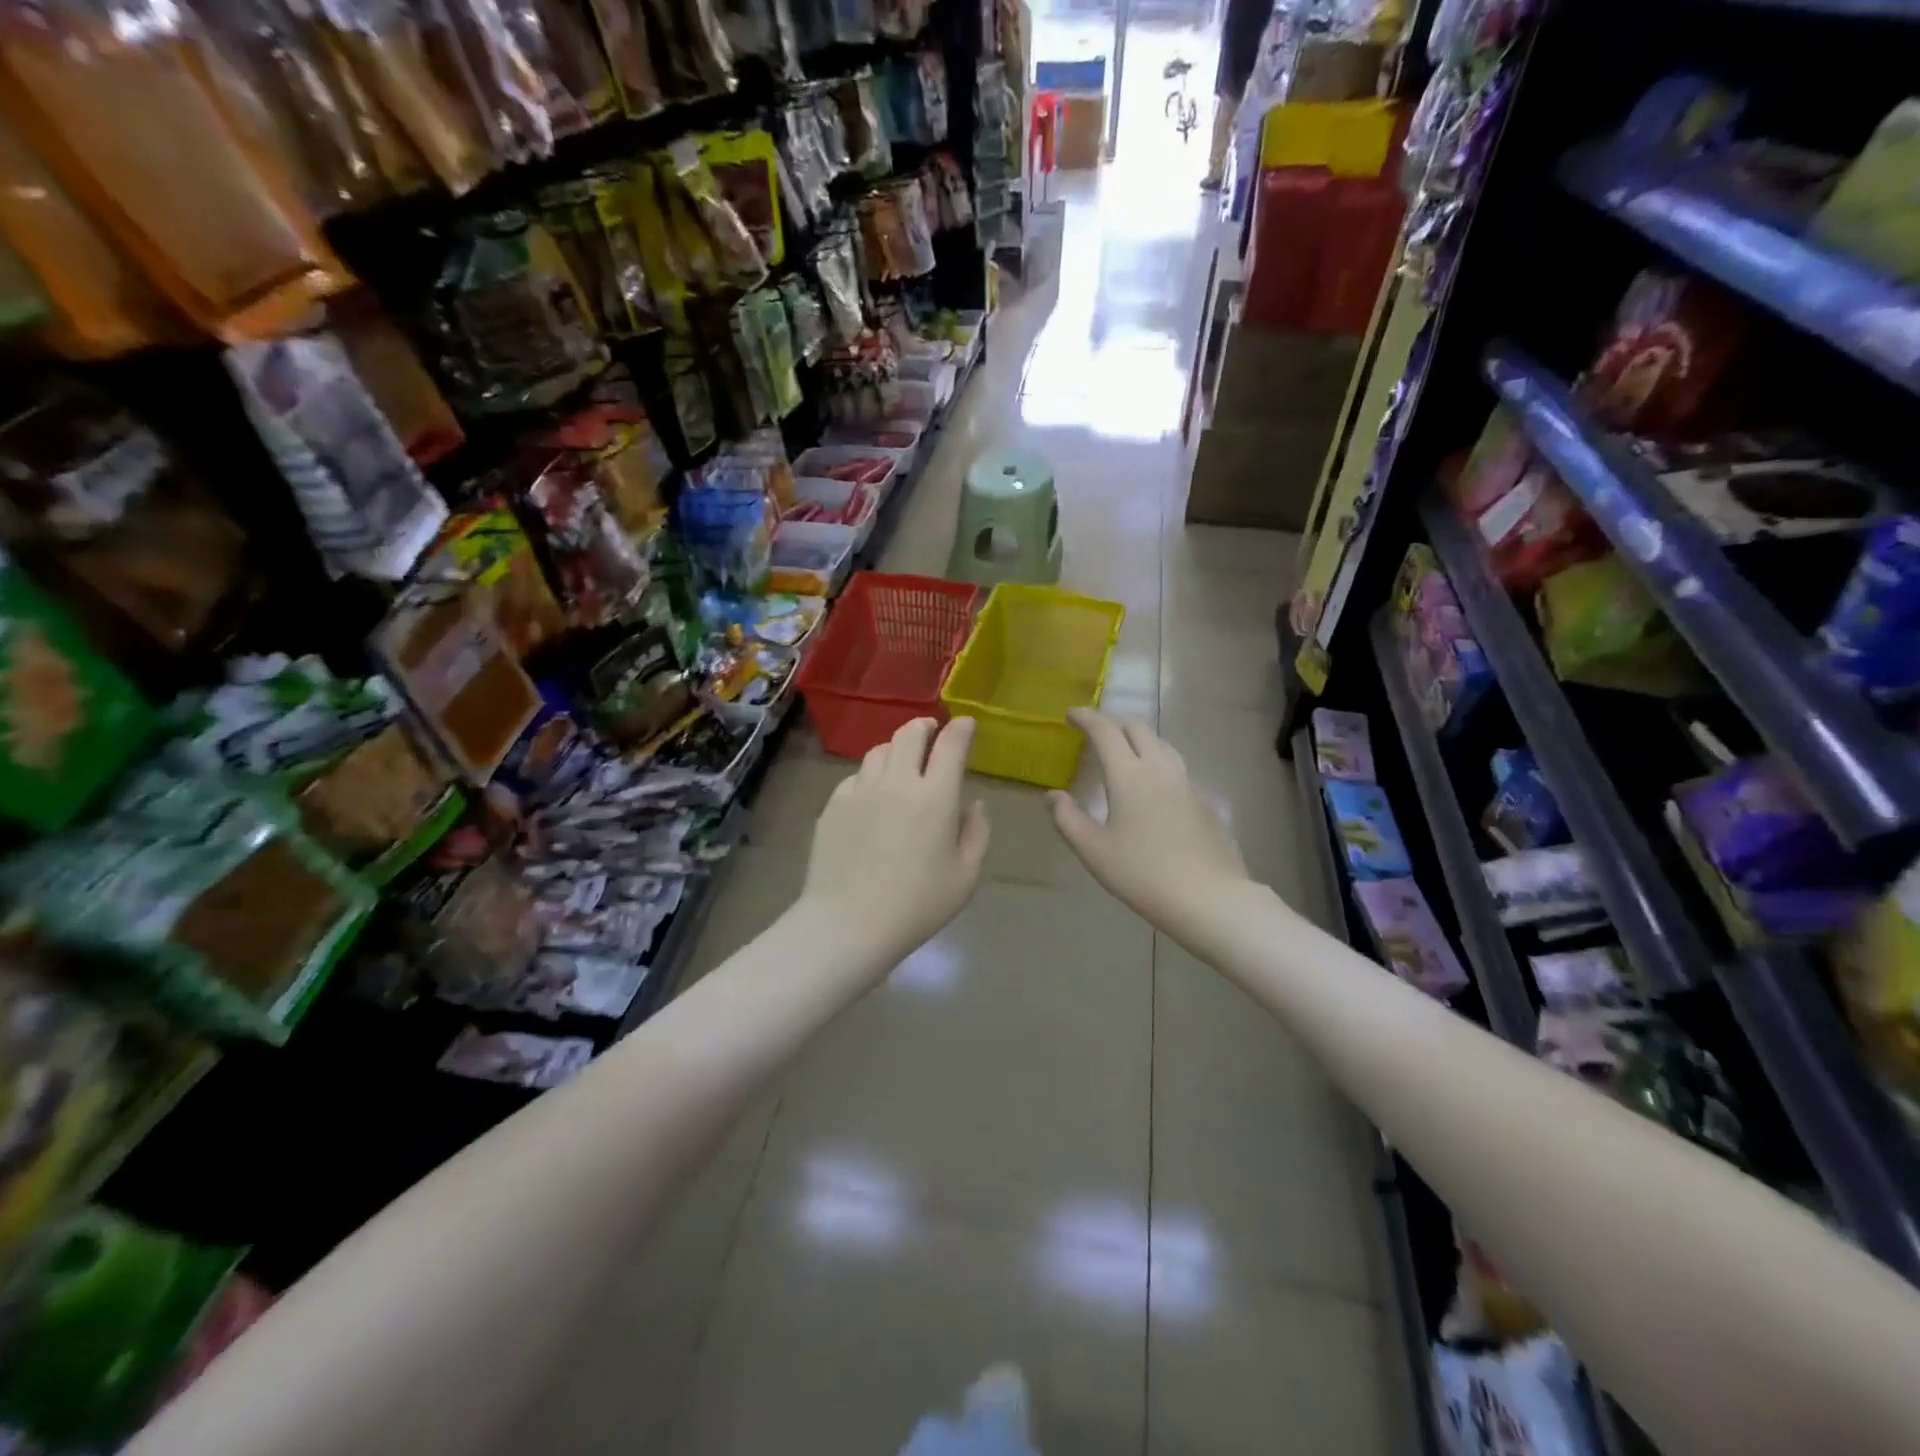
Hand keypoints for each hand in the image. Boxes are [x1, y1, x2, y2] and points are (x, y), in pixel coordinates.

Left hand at [799, 717, 990, 970]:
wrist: (847, 924)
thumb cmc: (916, 906)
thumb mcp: (965, 876)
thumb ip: (977, 833)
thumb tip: (974, 804)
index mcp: (935, 797)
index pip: (950, 745)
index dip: (961, 729)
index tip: (966, 723)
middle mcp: (897, 783)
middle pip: (909, 734)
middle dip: (924, 726)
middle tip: (931, 731)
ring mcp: (860, 791)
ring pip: (878, 751)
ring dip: (895, 749)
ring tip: (901, 762)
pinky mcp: (833, 805)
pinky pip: (855, 777)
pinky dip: (869, 777)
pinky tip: (872, 796)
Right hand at [1050, 709, 1251, 938]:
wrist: (1210, 897)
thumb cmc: (1143, 874)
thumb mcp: (1094, 851)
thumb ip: (1068, 819)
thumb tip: (1052, 796)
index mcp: (1129, 775)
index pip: (1105, 731)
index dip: (1087, 718)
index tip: (1071, 714)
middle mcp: (1160, 769)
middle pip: (1138, 729)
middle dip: (1113, 723)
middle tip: (1095, 734)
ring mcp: (1187, 783)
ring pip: (1161, 745)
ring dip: (1138, 740)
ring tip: (1124, 754)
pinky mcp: (1204, 801)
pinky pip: (1176, 768)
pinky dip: (1157, 764)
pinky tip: (1152, 788)